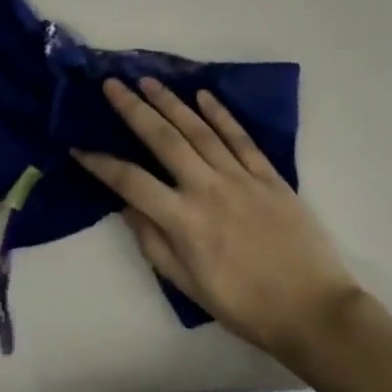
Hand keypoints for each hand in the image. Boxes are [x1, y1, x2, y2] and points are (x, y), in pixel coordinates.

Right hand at [71, 78, 363, 368]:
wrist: (312, 309)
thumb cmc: (244, 306)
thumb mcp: (188, 285)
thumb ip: (154, 243)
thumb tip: (126, 206)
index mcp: (184, 220)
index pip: (131, 182)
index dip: (101, 163)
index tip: (79, 147)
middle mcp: (208, 188)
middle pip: (163, 139)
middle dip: (133, 109)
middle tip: (112, 85)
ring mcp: (241, 177)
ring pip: (199, 130)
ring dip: (171, 102)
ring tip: (148, 82)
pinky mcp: (269, 175)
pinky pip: (240, 138)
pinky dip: (221, 114)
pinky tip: (203, 96)